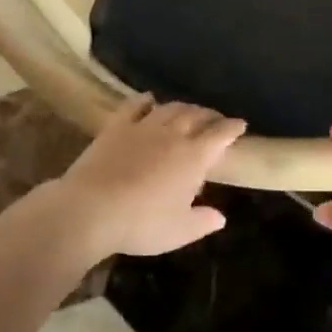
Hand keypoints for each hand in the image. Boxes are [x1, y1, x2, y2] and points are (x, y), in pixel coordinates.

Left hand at [43, 95, 244, 263]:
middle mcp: (173, 135)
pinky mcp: (116, 127)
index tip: (240, 124)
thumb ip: (202, 222)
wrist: (91, 210)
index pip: (220, 135)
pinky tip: (149, 99)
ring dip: (183, 107)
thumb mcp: (178, 232)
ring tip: (188, 111)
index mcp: (194, 157)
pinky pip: (134, 106)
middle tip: (215, 119)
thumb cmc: (141, 224)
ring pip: (170, 108)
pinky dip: (145, 101)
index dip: (232, 128)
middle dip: (209, 115)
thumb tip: (220, 217)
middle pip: (196, 115)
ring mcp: (143, 127)